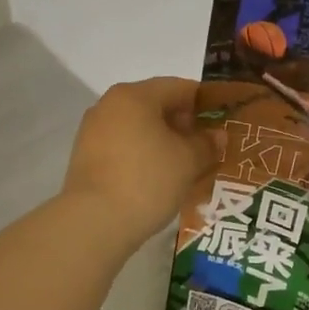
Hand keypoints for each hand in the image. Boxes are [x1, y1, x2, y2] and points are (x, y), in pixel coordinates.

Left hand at [62, 77, 218, 245]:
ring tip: (185, 165)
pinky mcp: (86, 157)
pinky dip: (143, 155)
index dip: (205, 102)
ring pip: (139, 127)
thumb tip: (217, 135)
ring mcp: (93, 131)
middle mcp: (109, 105)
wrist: (94, 222)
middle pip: (156, 105)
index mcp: (135, 95)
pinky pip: (123, 146)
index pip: (179, 87)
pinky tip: (159, 177)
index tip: (222, 121)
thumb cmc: (148, 180)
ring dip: (163, 141)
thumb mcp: (188, 161)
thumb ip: (206, 143)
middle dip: (183, 124)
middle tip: (207, 146)